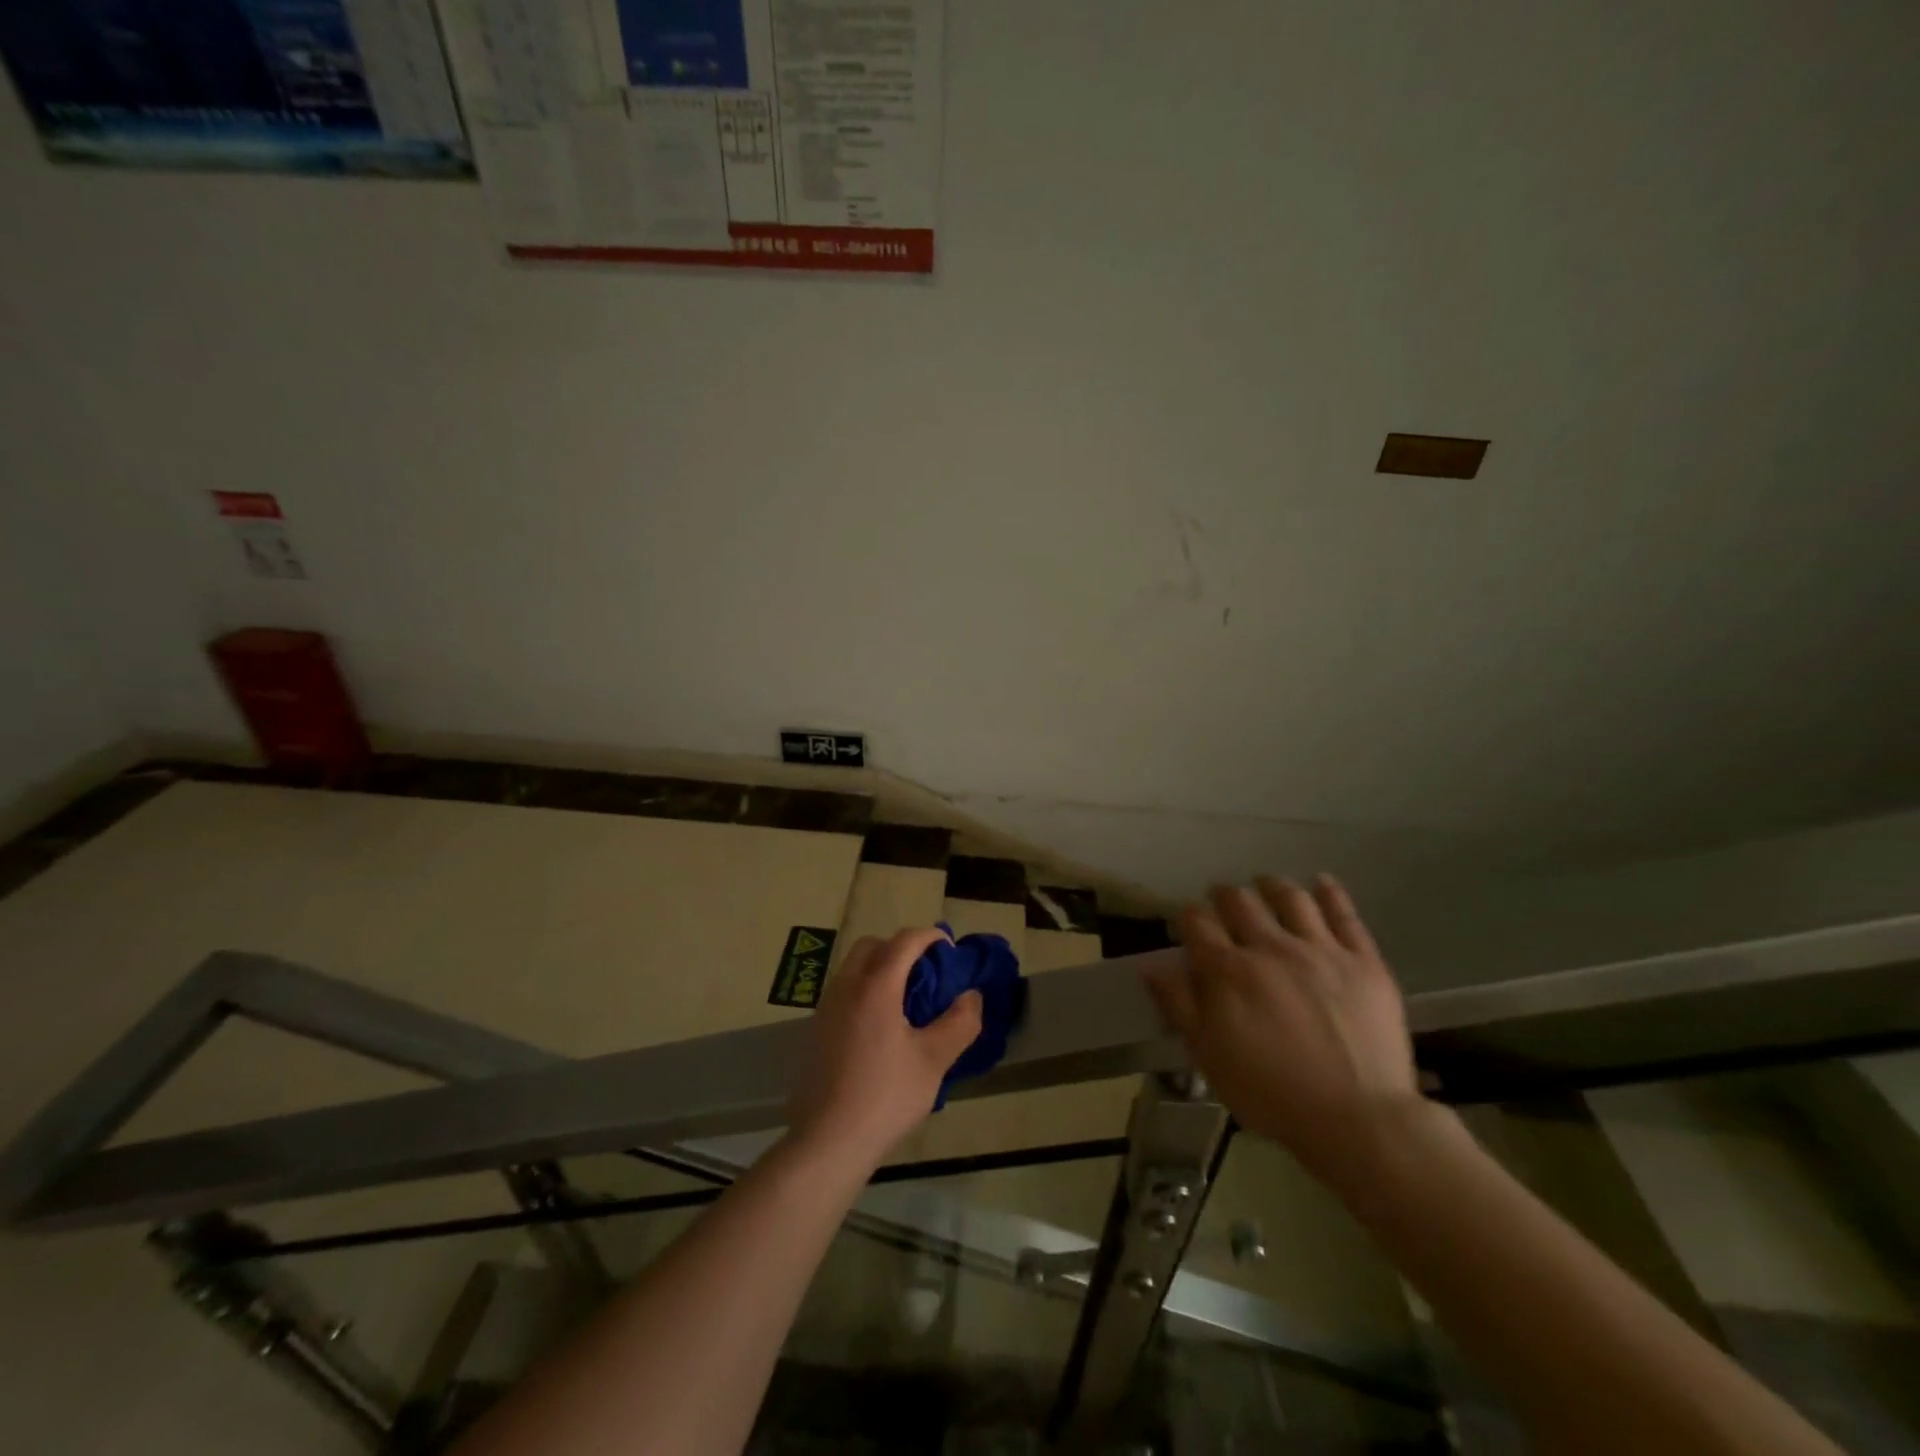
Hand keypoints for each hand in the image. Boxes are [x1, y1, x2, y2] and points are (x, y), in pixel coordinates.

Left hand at [788, 928, 983, 1169]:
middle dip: (901, 948)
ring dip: (881, 967)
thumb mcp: (934, 1061)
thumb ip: (959, 1022)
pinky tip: (881, 1026)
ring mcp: (826, 1007)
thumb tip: (972, 996)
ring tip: (907, 999)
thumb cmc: (885, 1096)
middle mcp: (847, 986)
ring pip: (854, 966)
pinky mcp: (816, 1029)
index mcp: (876, 986)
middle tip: (927, 972)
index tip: (950, 949)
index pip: (904, 941)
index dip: (930, 937)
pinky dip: (865, 988)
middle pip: (873, 945)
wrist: (827, 1140)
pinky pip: (844, 989)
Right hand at [1144, 875, 1420, 1194]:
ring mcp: (1320, 950)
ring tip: (1264, 886)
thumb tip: (1150, 965)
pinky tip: (1322, 882)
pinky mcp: (1363, 961)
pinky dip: (1330, 893)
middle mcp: (1269, 947)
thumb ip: (1179, 1005)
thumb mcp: (1208, 1057)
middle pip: (1239, 900)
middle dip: (1223, 896)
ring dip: (1271, 886)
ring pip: (1290, 897)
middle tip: (1222, 902)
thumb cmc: (1271, 1093)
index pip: (1196, 922)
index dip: (1187, 917)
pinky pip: (1345, 915)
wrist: (1359, 1120)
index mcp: (1228, 970)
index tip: (1186, 925)